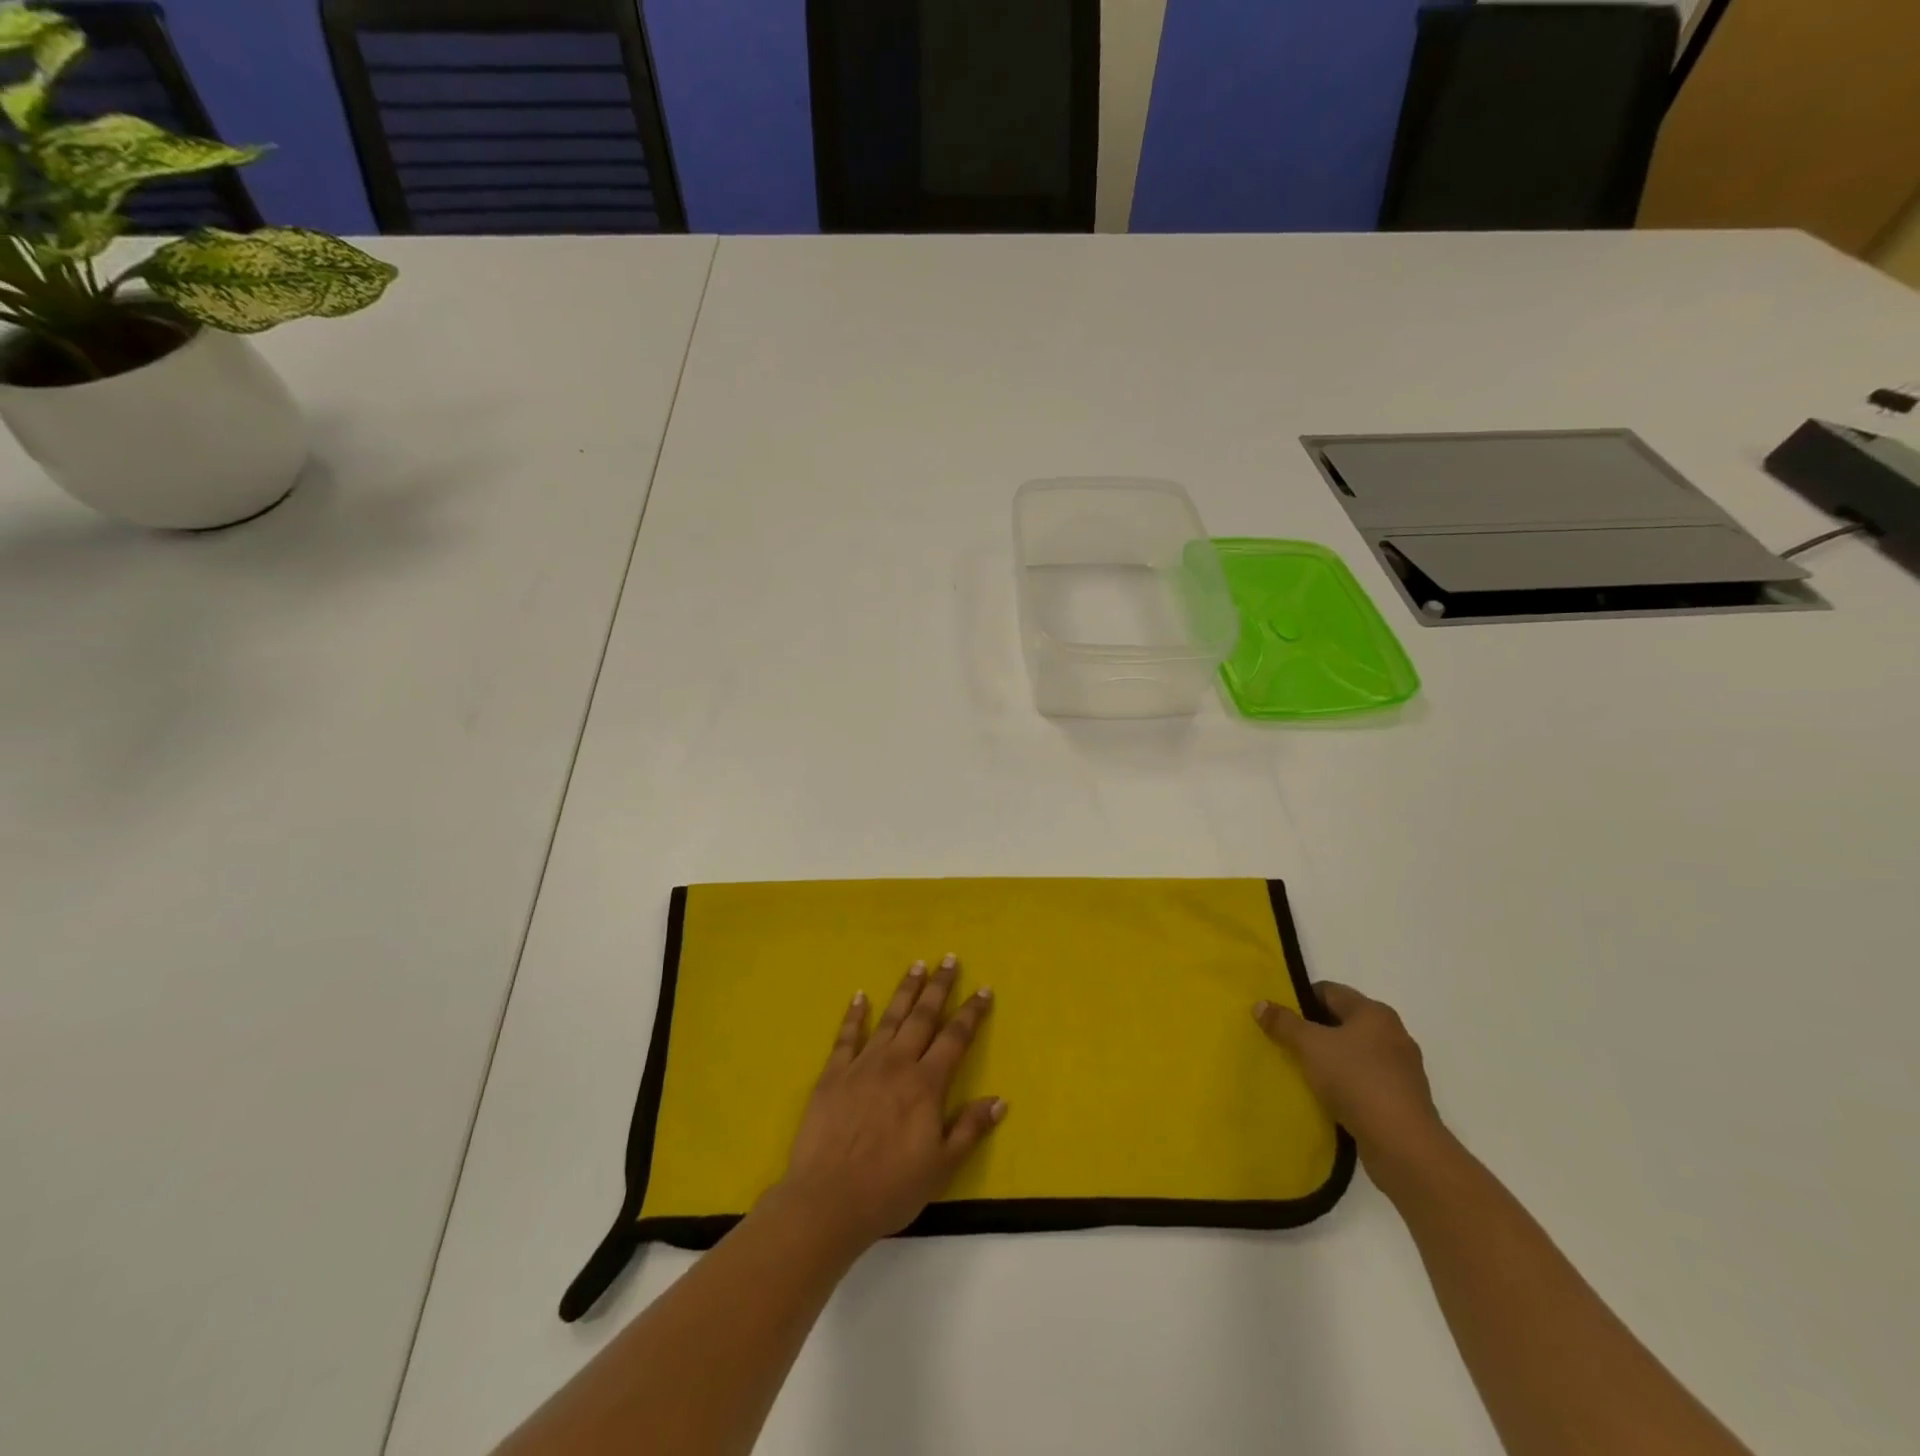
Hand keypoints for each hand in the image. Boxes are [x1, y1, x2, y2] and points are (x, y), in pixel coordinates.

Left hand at [775, 955, 1004, 1255]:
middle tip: (950, 959)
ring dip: (905, 990)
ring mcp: (862, 1065)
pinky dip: (855, 1014)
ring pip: (890, 1018)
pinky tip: (861, 996)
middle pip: (923, 1016)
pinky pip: (847, 1036)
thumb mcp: (941, 1167)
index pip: (955, 1038)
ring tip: (917, 965)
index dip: (971, 1013)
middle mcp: (897, 1064)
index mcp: (926, 1084)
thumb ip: (969, 1129)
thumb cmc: (890, 1188)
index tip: (984, 990)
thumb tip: (1000, 1099)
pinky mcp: (833, 1074)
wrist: (827, 1199)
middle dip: (939, 987)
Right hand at [1254, 981, 1444, 1172]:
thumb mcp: (1310, 1046)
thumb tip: (1260, 1004)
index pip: (1329, 991)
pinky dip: (1345, 1082)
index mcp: (1374, 1013)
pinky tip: (1327, 1096)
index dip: (1300, 999)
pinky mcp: (1403, 1098)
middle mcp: (1392, 1033)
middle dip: (1313, 1030)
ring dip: (1330, 1058)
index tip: (1278, 1016)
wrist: (1403, 1145)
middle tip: (1284, 1042)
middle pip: (1342, 1021)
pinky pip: (1365, 1079)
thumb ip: (1283, 1023)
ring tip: (1302, 1071)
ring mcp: (1401, 1068)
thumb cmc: (1356, 1080)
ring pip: (1354, 1052)